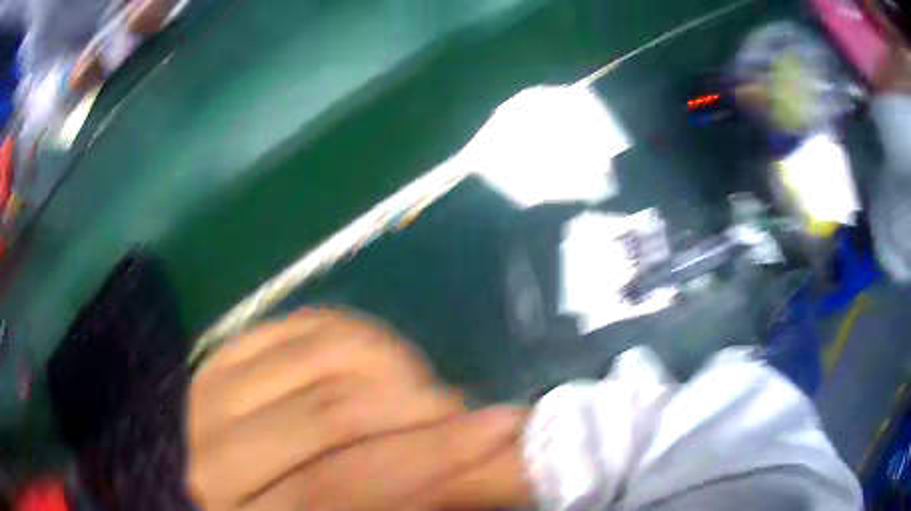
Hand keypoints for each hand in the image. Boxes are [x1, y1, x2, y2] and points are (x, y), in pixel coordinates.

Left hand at [188, 309, 530, 509]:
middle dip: (421, 407)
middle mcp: (215, 458)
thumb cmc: (304, 510)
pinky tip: (380, 361)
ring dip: (393, 364)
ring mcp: (208, 398)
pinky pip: (299, 325)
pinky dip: (356, 334)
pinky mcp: (219, 357)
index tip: (505, 427)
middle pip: (331, 417)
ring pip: (318, 359)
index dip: (434, 456)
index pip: (346, 484)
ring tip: (423, 388)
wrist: (235, 488)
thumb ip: (423, 496)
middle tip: (468, 408)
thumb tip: (509, 457)